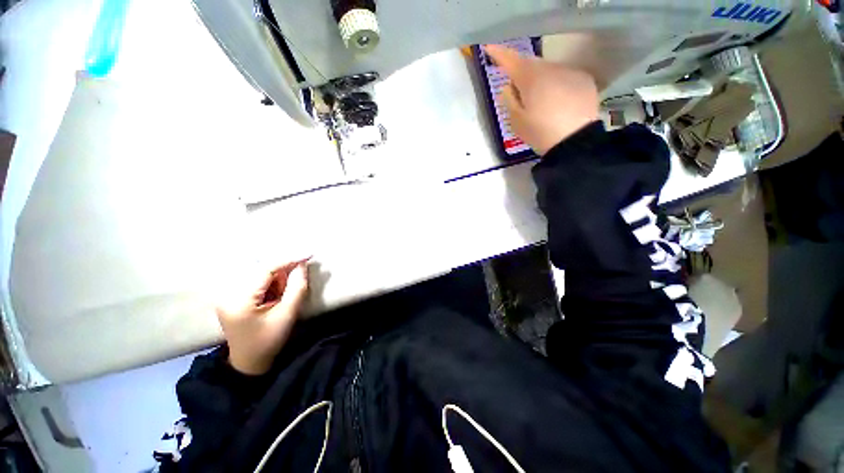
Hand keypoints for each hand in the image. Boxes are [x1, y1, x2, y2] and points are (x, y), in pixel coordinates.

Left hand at [216, 259, 309, 374]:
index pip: (265, 270)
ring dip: (277, 279)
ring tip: (282, 297)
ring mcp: (227, 294)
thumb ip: (296, 288)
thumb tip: (302, 265)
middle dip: (283, 273)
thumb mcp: (287, 315)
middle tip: (295, 282)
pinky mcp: (232, 296)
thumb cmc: (269, 341)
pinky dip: (270, 284)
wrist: (249, 362)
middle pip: (261, 270)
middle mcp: (228, 293)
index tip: (308, 254)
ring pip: (259, 274)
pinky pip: (256, 281)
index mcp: (239, 300)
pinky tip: (275, 296)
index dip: (289, 259)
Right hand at [484, 44, 599, 155]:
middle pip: (531, 65)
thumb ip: (508, 100)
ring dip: (540, 80)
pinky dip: (556, 84)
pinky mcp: (584, 79)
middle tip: (518, 92)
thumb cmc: (540, 132)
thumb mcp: (516, 121)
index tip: (489, 48)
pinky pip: (564, 76)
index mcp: (530, 78)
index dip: (499, 54)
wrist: (574, 142)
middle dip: (522, 73)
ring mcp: (569, 71)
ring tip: (541, 101)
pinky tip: (558, 101)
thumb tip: (509, 86)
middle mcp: (550, 68)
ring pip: (548, 70)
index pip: (511, 60)